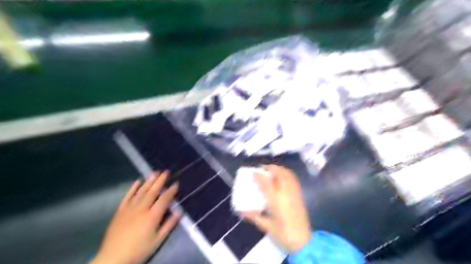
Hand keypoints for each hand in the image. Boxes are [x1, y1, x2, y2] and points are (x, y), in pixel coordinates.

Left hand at [92, 171, 180, 263]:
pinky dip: (132, 189)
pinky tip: (137, 182)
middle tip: (166, 172)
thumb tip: (179, 212)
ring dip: (148, 181)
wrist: (113, 259)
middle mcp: (141, 209)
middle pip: (153, 192)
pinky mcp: (120, 211)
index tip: (176, 183)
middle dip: (160, 181)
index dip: (171, 191)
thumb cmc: (138, 251)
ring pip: (141, 192)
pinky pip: (127, 197)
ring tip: (154, 173)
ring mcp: (129, 209)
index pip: (164, 199)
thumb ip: (169, 225)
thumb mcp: (157, 241)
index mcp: (152, 216)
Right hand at [240, 166, 311, 251]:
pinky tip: (282, 177)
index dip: (258, 175)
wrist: (303, 241)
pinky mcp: (299, 195)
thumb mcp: (266, 226)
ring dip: (279, 169)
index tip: (253, 172)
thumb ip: (253, 216)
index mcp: (276, 200)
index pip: (266, 182)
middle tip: (262, 169)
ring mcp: (294, 192)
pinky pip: (293, 179)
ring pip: (287, 174)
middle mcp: (285, 193)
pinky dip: (287, 174)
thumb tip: (240, 211)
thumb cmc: (283, 234)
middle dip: (270, 168)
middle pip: (279, 173)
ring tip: (272, 170)